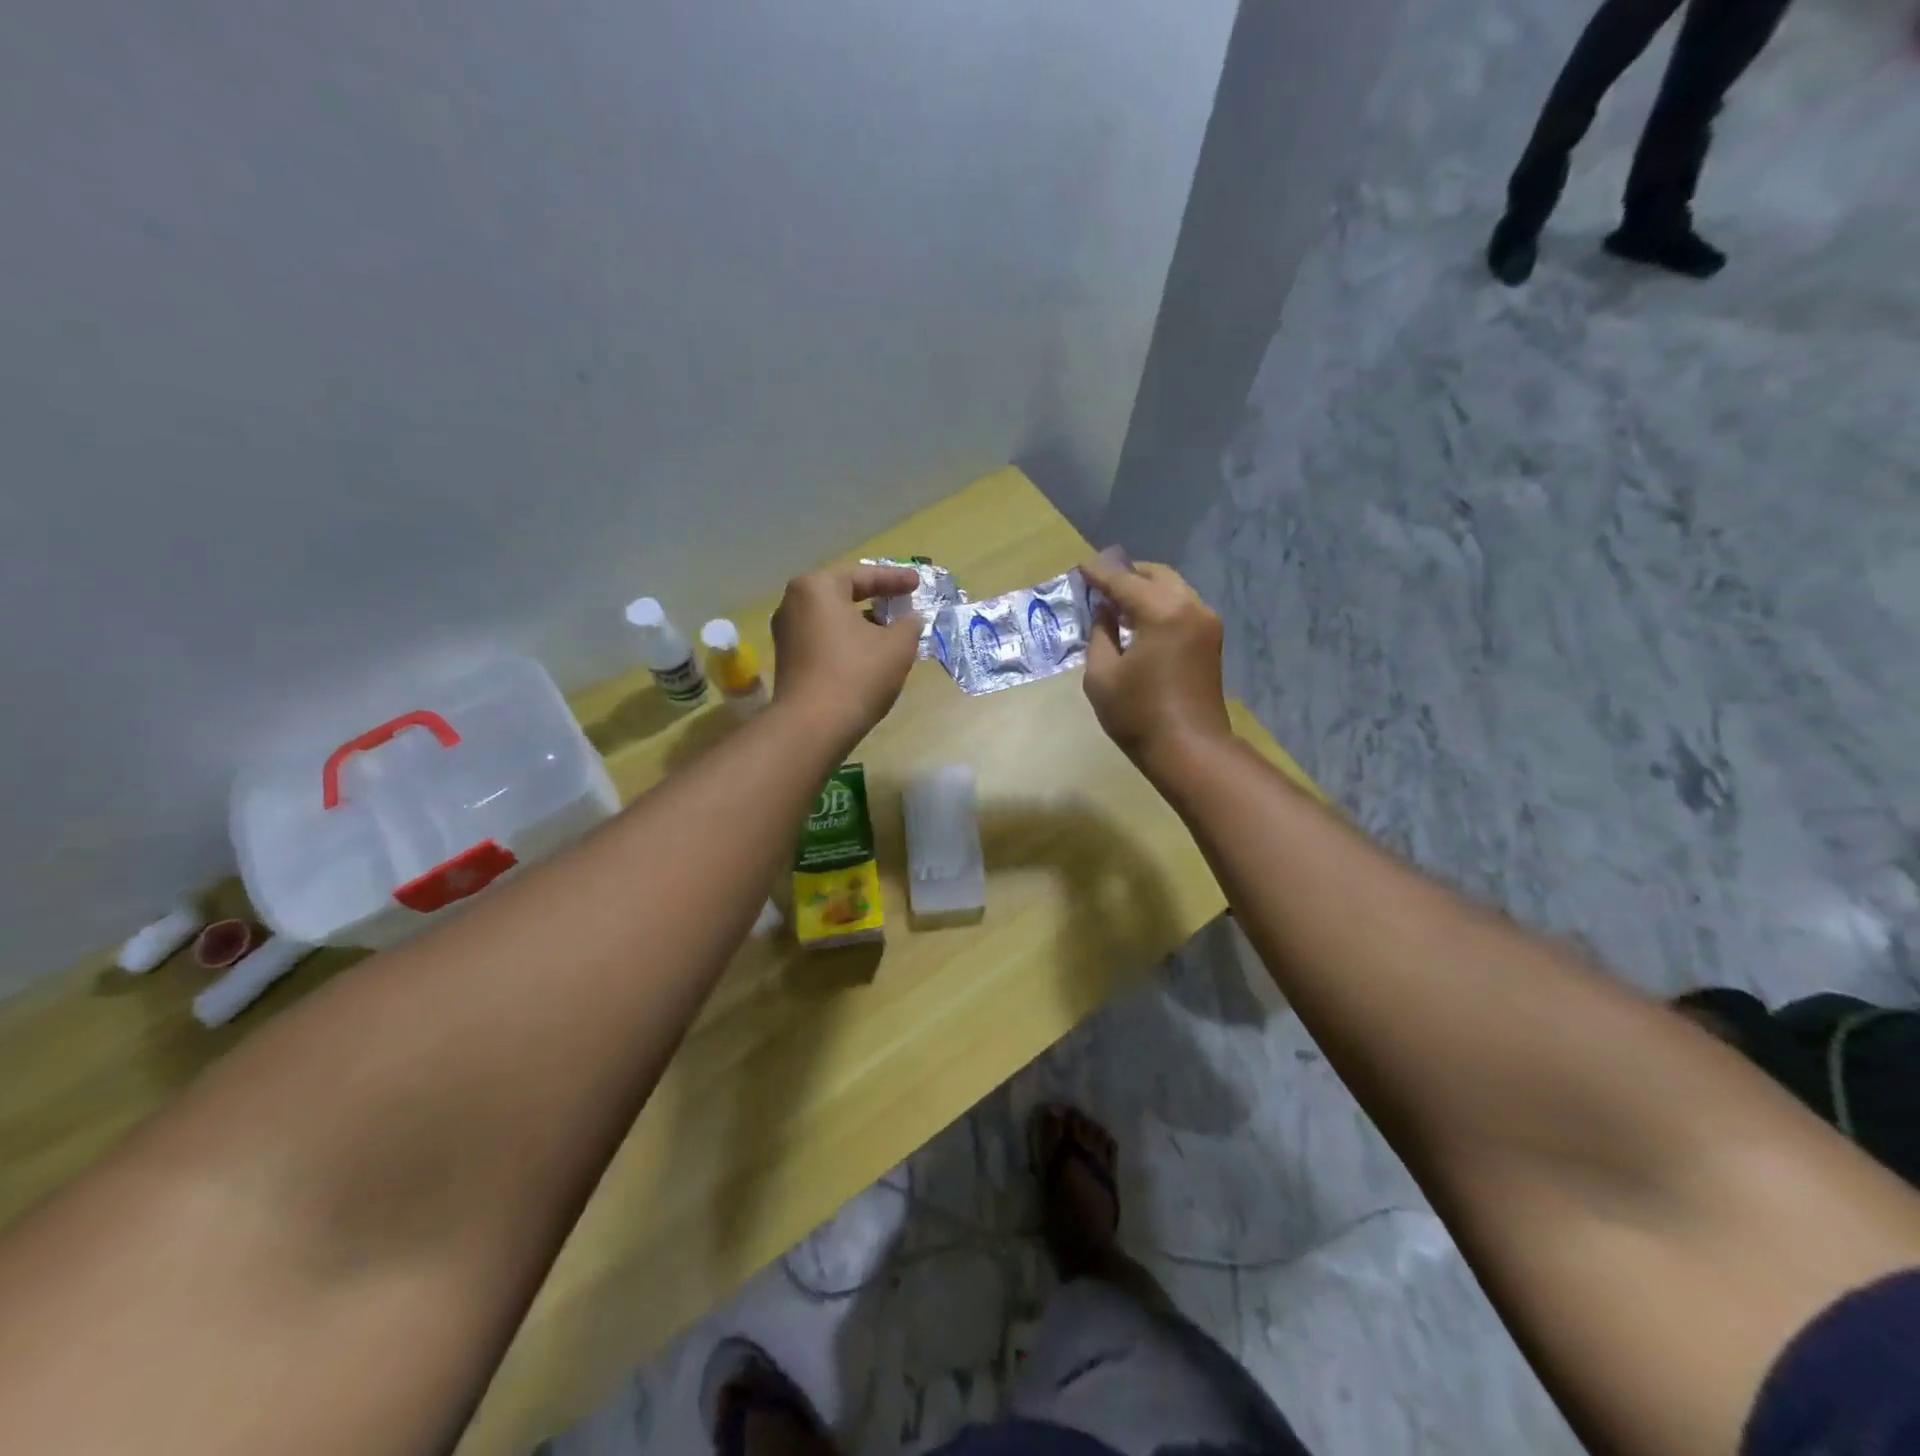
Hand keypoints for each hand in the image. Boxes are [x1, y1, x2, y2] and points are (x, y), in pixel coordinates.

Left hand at [770, 562, 923, 753]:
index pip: (863, 576)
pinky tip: (868, 655)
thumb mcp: (897, 646)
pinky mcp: (788, 662)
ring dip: (861, 624)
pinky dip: (847, 642)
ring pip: (833, 620)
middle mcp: (793, 604)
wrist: (813, 726)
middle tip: (902, 603)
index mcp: (817, 588)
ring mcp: (786, 634)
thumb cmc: (857, 674)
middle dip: (875, 600)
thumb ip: (908, 624)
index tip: (917, 583)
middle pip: (843, 595)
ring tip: (890, 632)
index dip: (895, 579)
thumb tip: (909, 619)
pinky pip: (823, 641)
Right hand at [1079, 555, 1232, 774]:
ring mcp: (1206, 623)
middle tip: (1099, 582)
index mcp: (1162, 612)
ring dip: (1145, 589)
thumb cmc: (1138, 714)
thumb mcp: (1102, 675)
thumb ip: (1100, 634)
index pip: (1124, 581)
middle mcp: (1190, 607)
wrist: (1189, 749)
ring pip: (1172, 589)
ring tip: (1117, 600)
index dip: (1099, 574)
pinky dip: (1159, 604)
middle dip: (1127, 575)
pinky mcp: (1210, 640)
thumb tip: (1104, 612)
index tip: (1081, 567)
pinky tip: (1139, 619)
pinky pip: (1181, 607)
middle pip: (1155, 576)